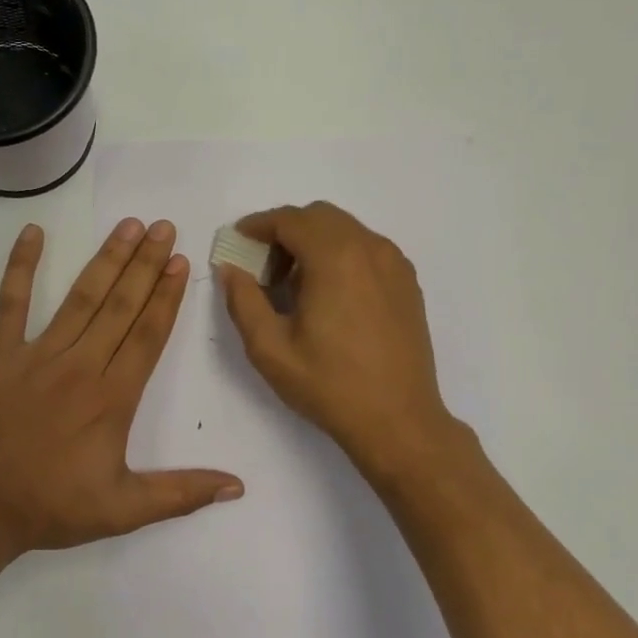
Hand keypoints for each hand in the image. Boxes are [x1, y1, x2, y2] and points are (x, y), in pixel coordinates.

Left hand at [0, 218, 244, 561]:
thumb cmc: (49, 507)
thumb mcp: (122, 510)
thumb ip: (181, 494)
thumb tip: (237, 486)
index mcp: (111, 398)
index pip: (147, 335)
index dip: (167, 297)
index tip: (181, 262)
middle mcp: (80, 366)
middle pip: (120, 306)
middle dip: (145, 265)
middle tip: (164, 227)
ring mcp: (36, 355)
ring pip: (80, 298)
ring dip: (106, 260)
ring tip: (128, 226)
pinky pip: (11, 303)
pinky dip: (21, 267)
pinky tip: (32, 233)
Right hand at [218, 202, 458, 481]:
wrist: (398, 420)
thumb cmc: (329, 385)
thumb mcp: (270, 348)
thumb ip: (243, 301)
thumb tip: (230, 269)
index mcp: (335, 258)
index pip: (290, 220)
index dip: (258, 225)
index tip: (238, 241)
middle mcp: (370, 248)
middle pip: (320, 216)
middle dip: (286, 231)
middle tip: (263, 267)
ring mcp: (394, 264)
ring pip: (346, 230)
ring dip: (314, 241)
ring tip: (295, 284)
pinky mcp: (407, 282)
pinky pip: (367, 249)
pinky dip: (341, 254)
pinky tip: (329, 294)